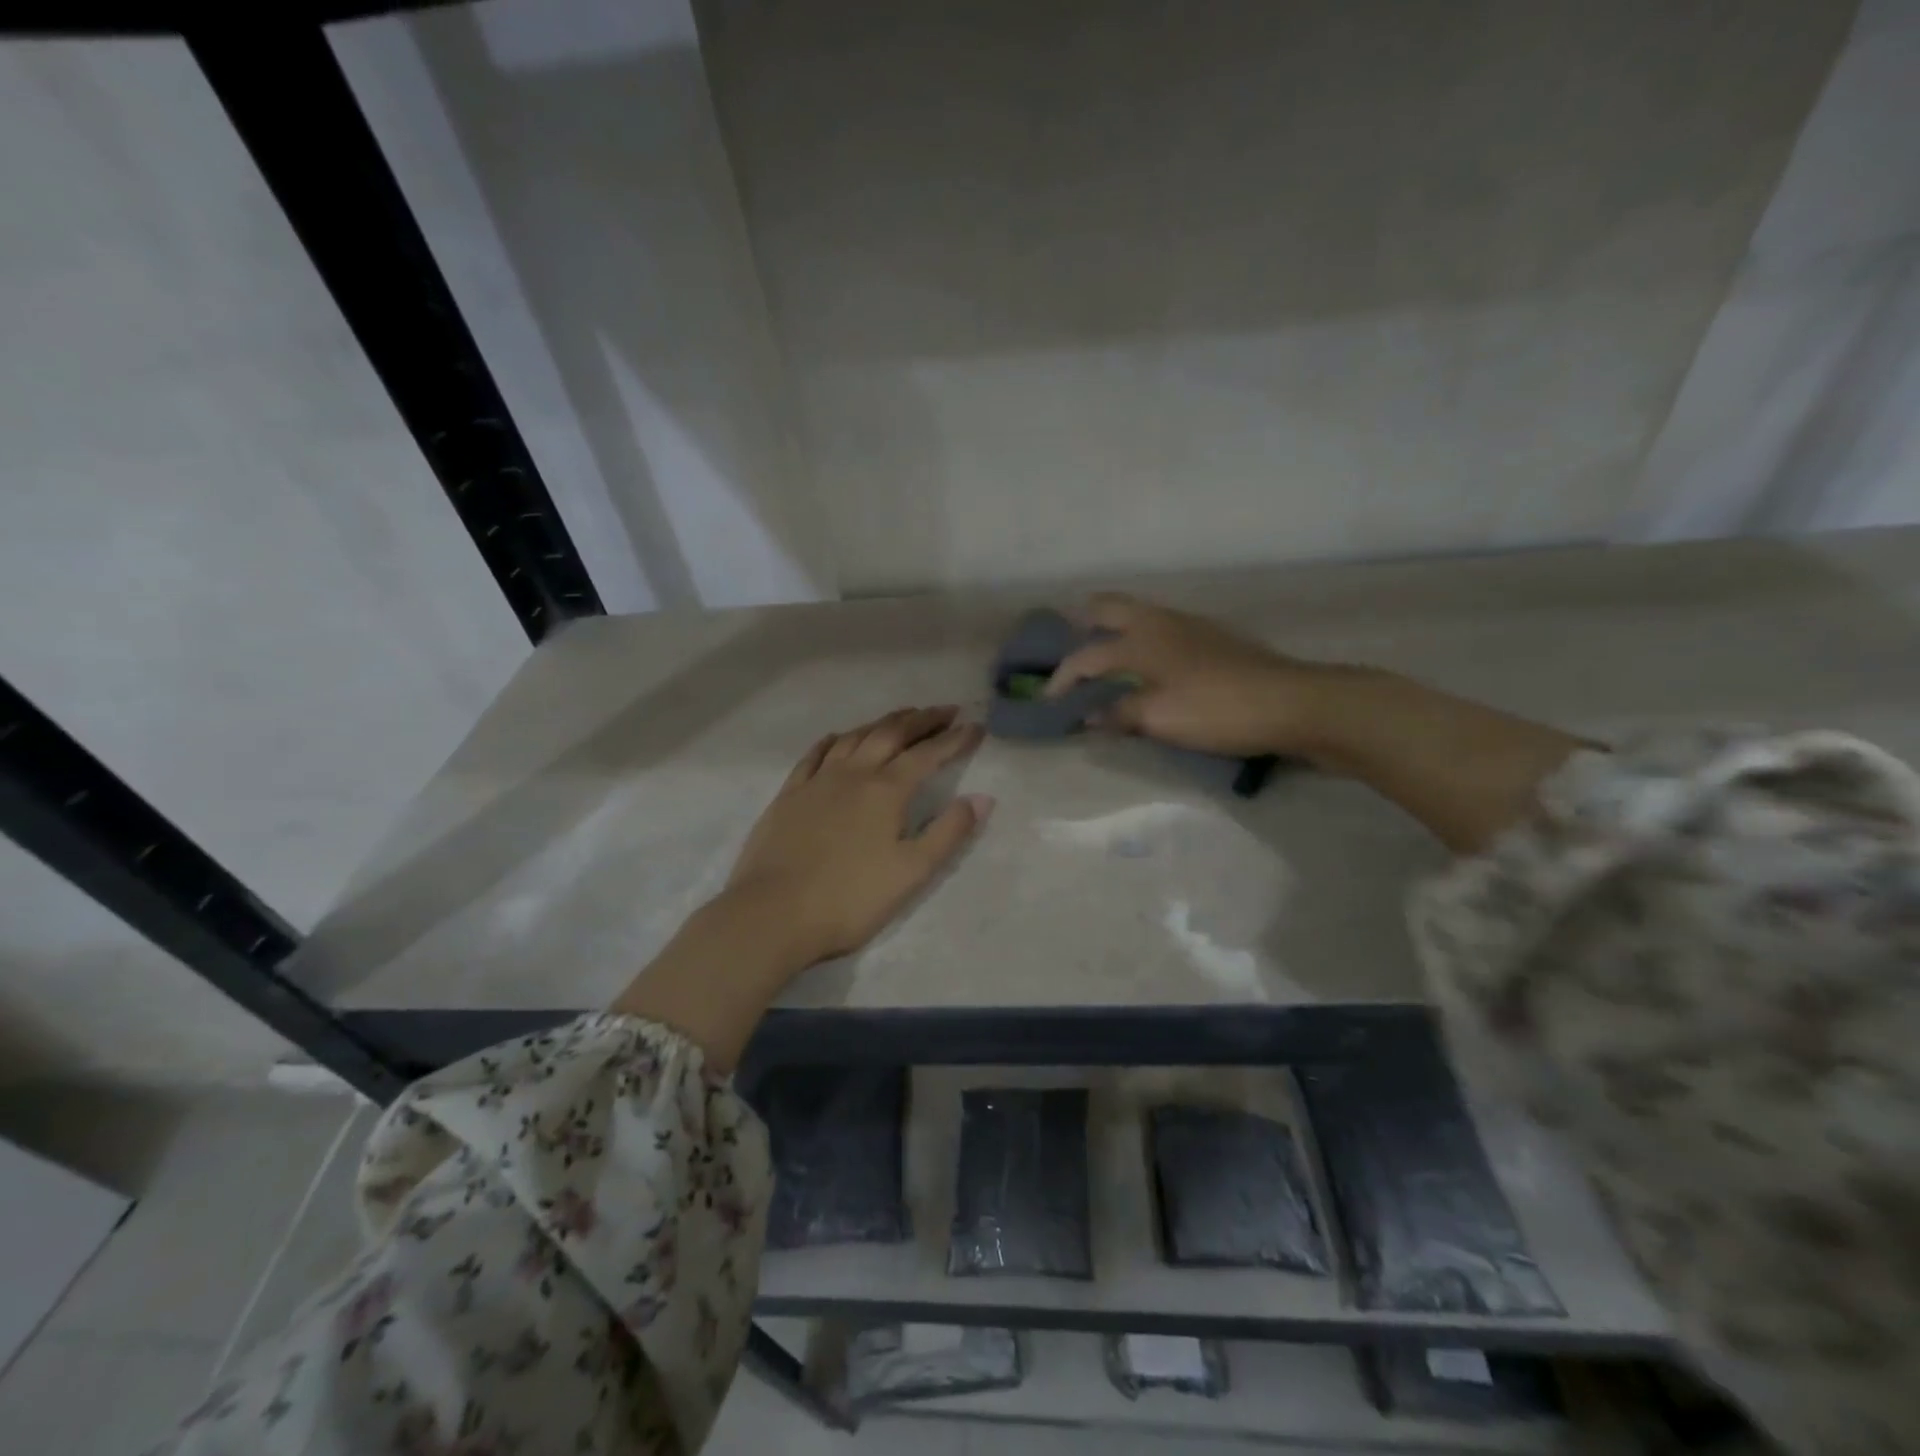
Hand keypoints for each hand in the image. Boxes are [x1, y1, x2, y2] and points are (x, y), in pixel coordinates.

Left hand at [726, 705, 992, 966]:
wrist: (772, 913)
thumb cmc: (850, 899)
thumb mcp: (912, 872)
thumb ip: (949, 832)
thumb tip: (983, 798)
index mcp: (887, 791)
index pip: (928, 754)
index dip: (955, 739)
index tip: (976, 726)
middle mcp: (854, 773)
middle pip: (891, 733)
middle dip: (922, 719)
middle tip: (945, 710)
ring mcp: (817, 781)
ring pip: (854, 737)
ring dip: (882, 723)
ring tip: (901, 718)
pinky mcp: (789, 794)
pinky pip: (815, 754)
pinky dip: (834, 740)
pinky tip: (838, 738)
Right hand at [1044, 594, 1336, 757]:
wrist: (1290, 702)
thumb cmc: (1214, 709)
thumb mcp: (1158, 718)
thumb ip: (1119, 714)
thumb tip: (1088, 716)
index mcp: (1140, 640)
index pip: (1087, 656)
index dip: (1063, 678)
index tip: (1048, 701)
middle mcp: (1160, 622)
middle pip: (1110, 607)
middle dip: (1084, 621)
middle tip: (1070, 643)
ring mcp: (1190, 625)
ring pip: (1139, 614)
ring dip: (1114, 628)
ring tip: (1105, 653)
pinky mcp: (1212, 638)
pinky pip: (1161, 627)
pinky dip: (1141, 638)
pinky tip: (1150, 661)